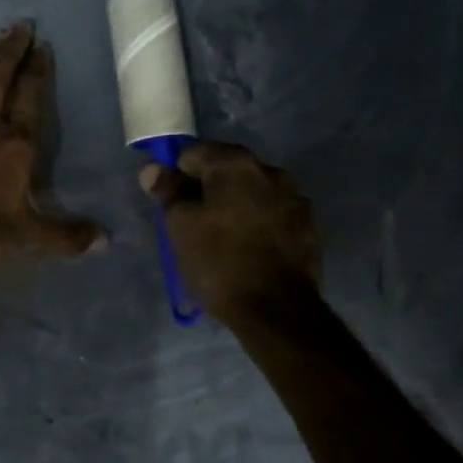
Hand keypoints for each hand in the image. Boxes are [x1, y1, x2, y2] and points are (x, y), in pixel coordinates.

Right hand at [142, 142, 322, 324]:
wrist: (277, 310)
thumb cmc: (219, 262)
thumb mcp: (180, 226)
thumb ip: (168, 191)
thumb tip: (153, 169)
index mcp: (235, 163)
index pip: (194, 153)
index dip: (177, 174)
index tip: (171, 201)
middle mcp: (269, 170)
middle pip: (227, 170)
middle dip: (208, 188)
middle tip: (193, 221)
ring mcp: (294, 198)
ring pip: (252, 192)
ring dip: (236, 204)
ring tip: (223, 237)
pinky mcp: (309, 226)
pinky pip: (273, 214)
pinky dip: (258, 222)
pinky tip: (250, 248)